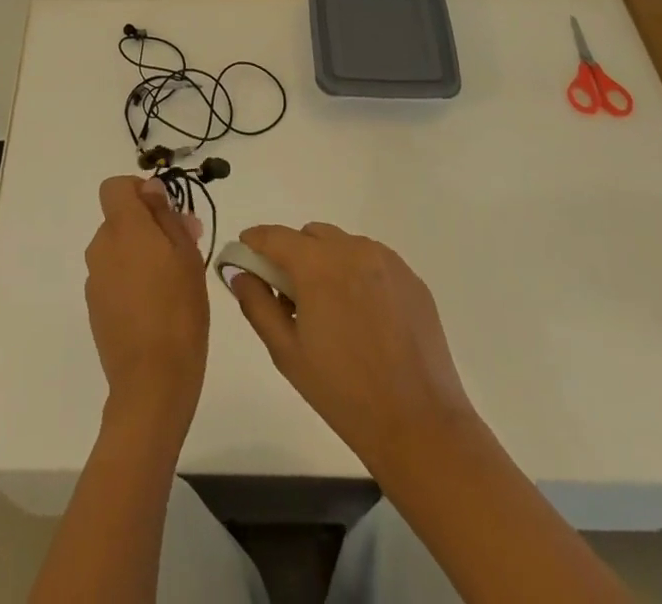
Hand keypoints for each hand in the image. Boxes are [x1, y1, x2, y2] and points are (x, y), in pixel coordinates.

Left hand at [83, 176, 209, 435]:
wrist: (152, 383)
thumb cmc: (179, 312)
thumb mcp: (187, 256)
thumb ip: (167, 217)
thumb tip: (151, 190)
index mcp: (123, 228)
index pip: (114, 187)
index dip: (138, 190)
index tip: (165, 210)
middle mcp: (101, 247)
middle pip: (119, 219)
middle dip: (149, 225)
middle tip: (185, 248)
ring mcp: (94, 279)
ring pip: (118, 248)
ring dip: (142, 253)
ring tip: (175, 282)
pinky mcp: (94, 307)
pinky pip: (113, 276)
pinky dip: (131, 279)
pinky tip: (156, 306)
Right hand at [229, 223, 474, 472]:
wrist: (421, 426)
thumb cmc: (344, 393)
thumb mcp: (286, 353)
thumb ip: (257, 304)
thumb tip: (240, 273)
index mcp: (317, 265)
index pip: (274, 236)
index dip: (254, 242)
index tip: (244, 257)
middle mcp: (352, 249)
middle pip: (310, 235)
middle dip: (293, 255)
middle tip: (290, 298)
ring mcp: (386, 261)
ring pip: (342, 245)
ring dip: (326, 263)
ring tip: (331, 311)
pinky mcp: (411, 278)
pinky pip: (372, 261)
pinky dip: (357, 275)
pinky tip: (363, 318)